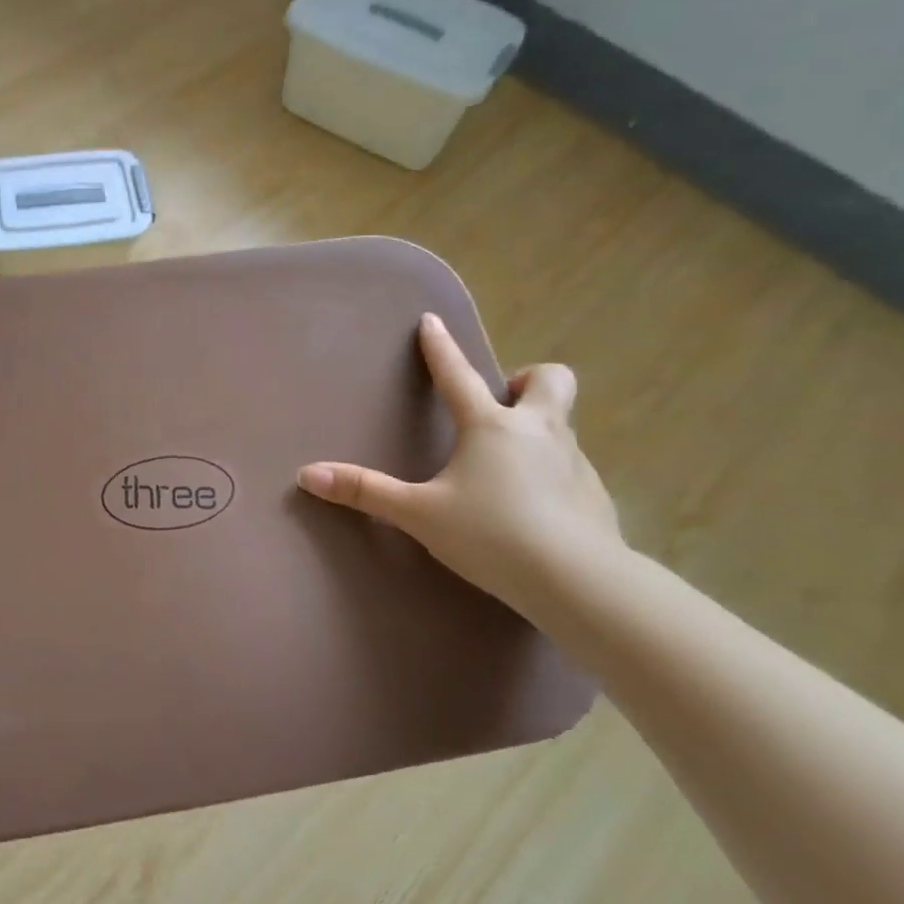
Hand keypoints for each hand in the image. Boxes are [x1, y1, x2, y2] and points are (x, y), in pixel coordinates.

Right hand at [297, 313, 622, 614]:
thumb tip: (306, 474)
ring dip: (539, 427)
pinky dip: (553, 471)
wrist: (578, 582)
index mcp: (490, 427)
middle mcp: (538, 432)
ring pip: (563, 423)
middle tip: (503, 403)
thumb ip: (366, 492)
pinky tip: (537, 506)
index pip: (457, 375)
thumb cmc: (491, 536)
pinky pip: (573, 466)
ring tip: (511, 463)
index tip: (432, 321)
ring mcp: (574, 461)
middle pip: (549, 380)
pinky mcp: (597, 494)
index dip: (440, 347)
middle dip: (527, 380)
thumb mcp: (419, 514)